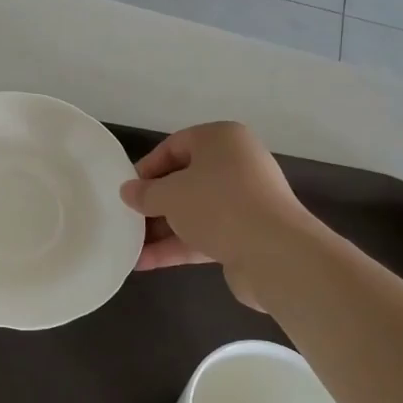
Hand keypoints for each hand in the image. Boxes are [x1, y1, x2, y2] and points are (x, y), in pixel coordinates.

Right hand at [119, 122, 310, 307]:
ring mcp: (244, 201)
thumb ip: (145, 193)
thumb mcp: (170, 194)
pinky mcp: (246, 234)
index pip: (174, 146)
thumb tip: (128, 191)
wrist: (275, 253)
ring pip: (193, 211)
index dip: (147, 168)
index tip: (127, 191)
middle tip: (127, 218)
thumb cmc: (217, 205)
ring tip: (130, 246)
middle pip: (184, 180)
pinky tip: (146, 263)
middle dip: (153, 203)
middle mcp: (236, 165)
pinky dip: (177, 246)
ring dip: (161, 229)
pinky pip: (204, 234)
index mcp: (221, 140)